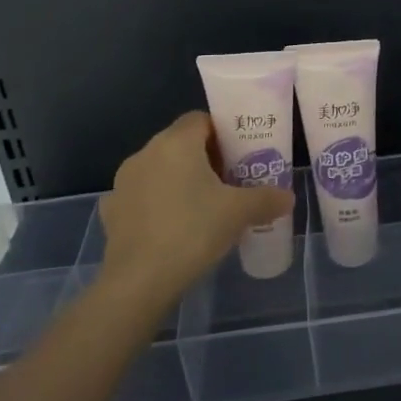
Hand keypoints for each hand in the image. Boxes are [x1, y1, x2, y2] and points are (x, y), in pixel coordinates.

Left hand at [94, 112, 292, 320]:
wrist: (139, 281)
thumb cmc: (193, 232)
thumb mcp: (239, 213)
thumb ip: (267, 199)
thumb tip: (288, 197)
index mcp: (176, 143)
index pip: (201, 119)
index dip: (223, 133)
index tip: (240, 155)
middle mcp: (146, 153)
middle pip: (181, 143)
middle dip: (205, 158)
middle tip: (230, 182)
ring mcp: (124, 182)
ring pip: (160, 169)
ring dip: (180, 180)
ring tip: (203, 207)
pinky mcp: (112, 210)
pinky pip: (142, 196)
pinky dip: (158, 204)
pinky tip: (173, 227)